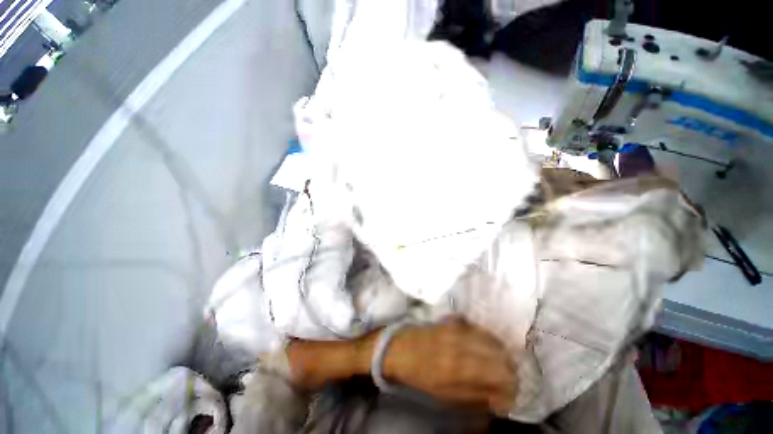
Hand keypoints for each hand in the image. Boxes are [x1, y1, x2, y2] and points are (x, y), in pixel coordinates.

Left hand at [382, 317, 516, 414]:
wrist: (401, 348)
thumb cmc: (422, 377)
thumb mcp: (447, 397)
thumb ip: (476, 396)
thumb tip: (501, 398)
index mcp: (459, 369)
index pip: (499, 375)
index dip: (511, 387)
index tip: (510, 395)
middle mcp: (461, 345)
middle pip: (500, 355)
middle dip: (509, 370)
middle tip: (507, 380)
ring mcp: (457, 330)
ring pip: (491, 339)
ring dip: (501, 354)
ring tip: (499, 365)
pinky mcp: (453, 321)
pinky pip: (478, 328)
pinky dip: (488, 339)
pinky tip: (488, 347)